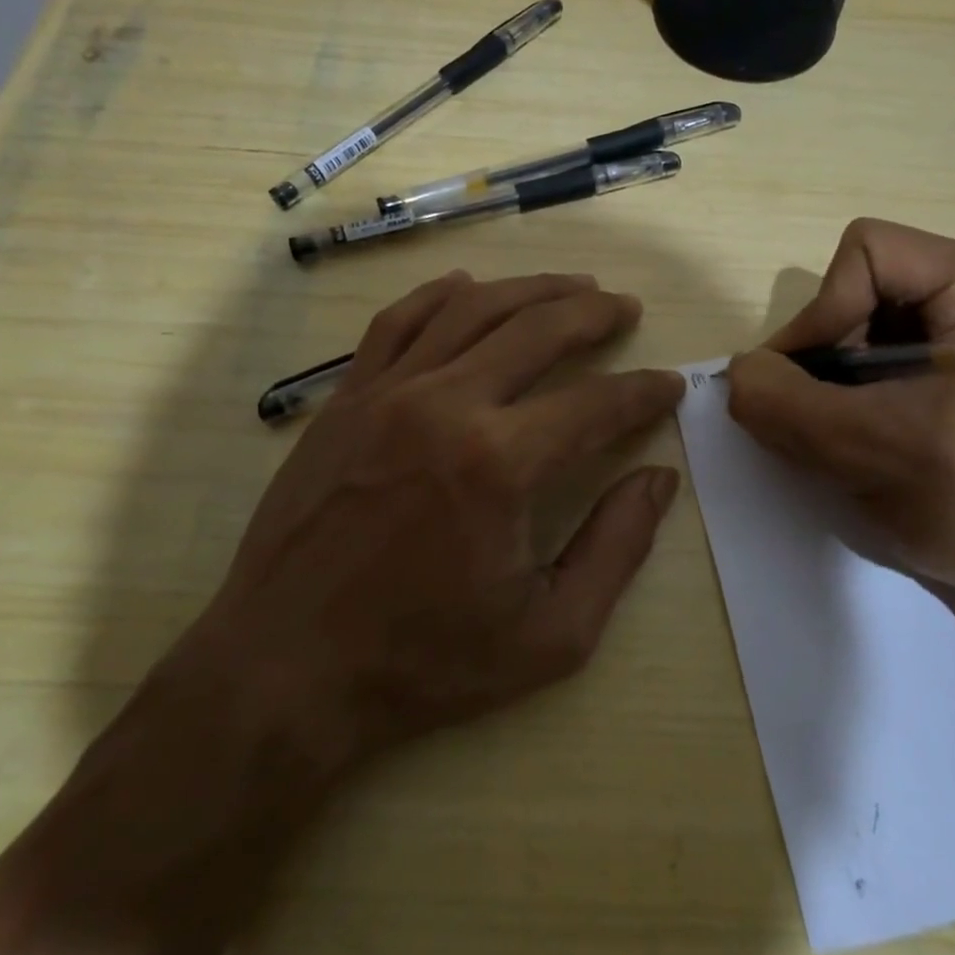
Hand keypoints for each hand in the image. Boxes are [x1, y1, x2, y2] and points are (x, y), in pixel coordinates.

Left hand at [169, 270, 682, 784]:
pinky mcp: (345, 399)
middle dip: (593, 314)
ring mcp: (387, 393)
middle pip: (537, 330)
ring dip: (530, 289)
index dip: (642, 391)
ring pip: (471, 309)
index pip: (595, 404)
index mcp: (499, 464)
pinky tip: (468, 285)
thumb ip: (616, 548)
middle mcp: (445, 405)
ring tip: (571, 287)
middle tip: (625, 308)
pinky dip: (440, 294)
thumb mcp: (548, 634)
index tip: (669, 384)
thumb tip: (659, 479)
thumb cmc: (423, 662)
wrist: (286, 669)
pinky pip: (398, 322)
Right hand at [726, 219, 954, 624]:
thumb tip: (736, 373)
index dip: (820, 314)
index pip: (866, 254)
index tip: (801, 387)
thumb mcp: (865, 450)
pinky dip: (858, 400)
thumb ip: (782, 402)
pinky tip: (865, 447)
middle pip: (865, 290)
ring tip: (841, 442)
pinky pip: (889, 364)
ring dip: (836, 385)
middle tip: (812, 420)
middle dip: (826, 355)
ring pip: (869, 331)